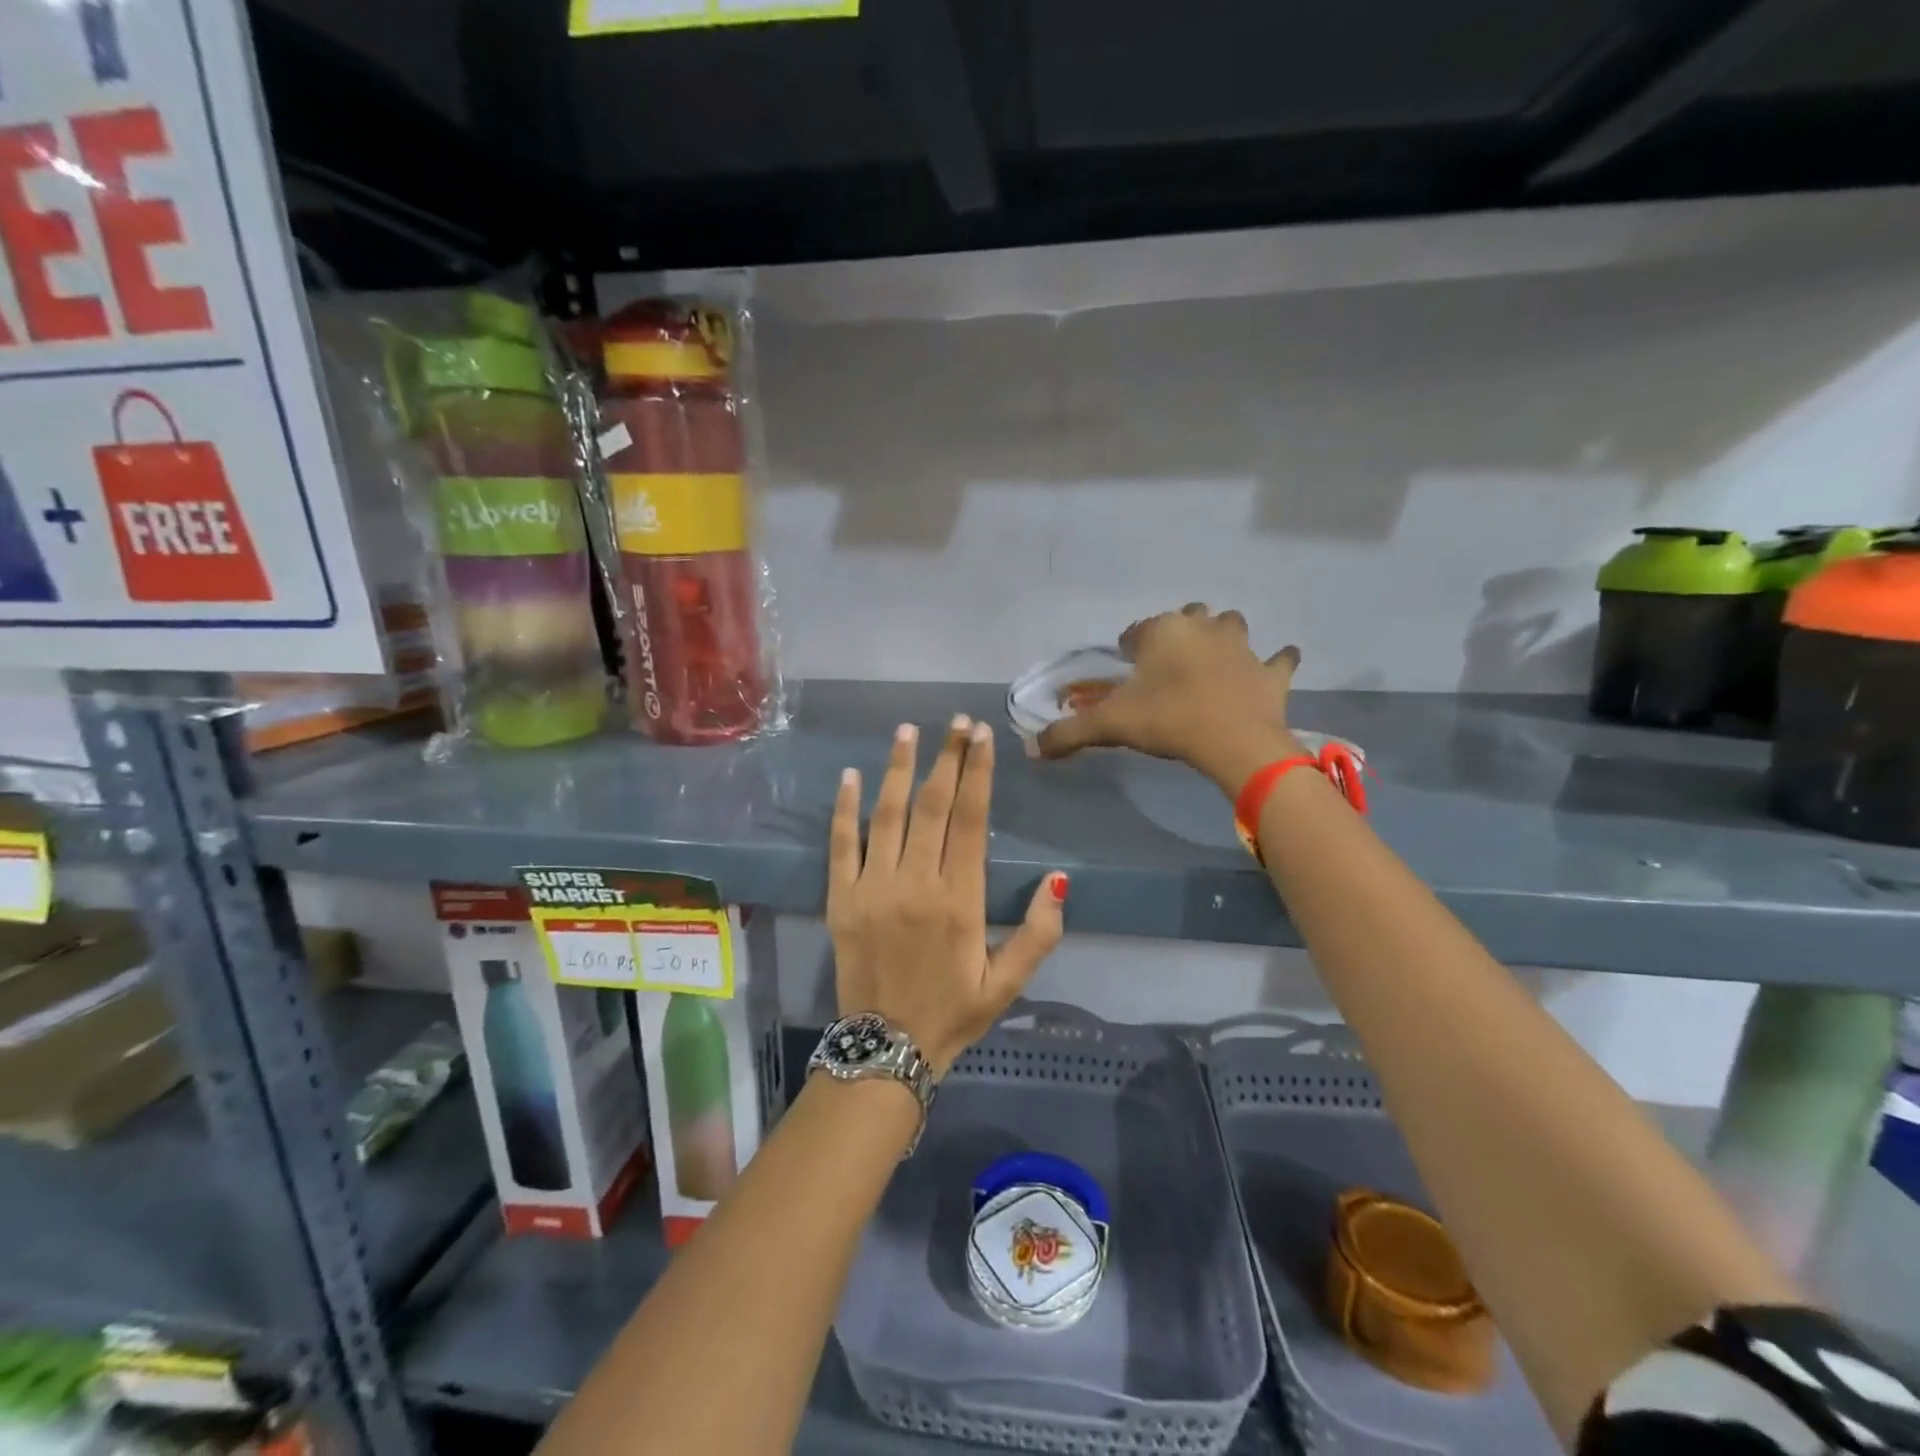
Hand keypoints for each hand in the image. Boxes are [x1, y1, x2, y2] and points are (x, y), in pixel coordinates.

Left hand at [828, 716, 1066, 1074]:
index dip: (977, 774)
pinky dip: (844, 807)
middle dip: (947, 758)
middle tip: (957, 723)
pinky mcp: (841, 899)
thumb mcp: (1006, 984)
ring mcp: (873, 888)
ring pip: (887, 814)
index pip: (970, 821)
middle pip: (933, 806)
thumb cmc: (952, 1014)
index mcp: (959, 901)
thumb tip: (1059, 879)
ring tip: (909, 731)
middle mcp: (915, 884)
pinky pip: (841, 843)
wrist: (885, 1051)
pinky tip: (851, 776)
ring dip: (900, 769)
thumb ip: (1039, 934)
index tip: (982, 737)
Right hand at [1036, 604, 1301, 791]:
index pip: (1136, 632)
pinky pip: (1279, 659)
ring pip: (1231, 626)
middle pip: (1187, 618)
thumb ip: (1068, 733)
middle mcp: (1203, 627)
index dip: (1128, 650)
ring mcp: (1242, 646)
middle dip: (1177, 635)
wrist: (1233, 742)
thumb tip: (1031, 748)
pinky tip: (1273, 667)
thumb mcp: (1109, 726)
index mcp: (1162, 631)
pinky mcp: (1271, 672)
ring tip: (1211, 663)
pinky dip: (1275, 663)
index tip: (1126, 672)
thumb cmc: (1167, 721)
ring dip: (1222, 637)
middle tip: (1166, 668)